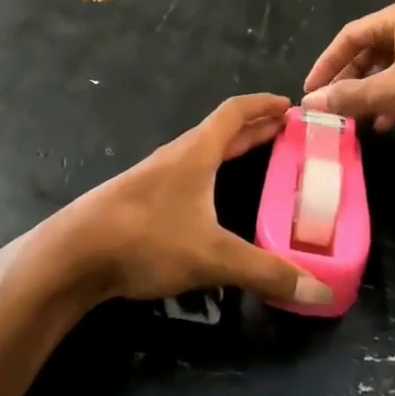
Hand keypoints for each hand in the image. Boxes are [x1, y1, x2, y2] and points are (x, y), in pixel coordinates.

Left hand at [53, 94, 332, 306]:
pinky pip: (189, 175)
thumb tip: (319, 291)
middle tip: (287, 132)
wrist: (75, 253)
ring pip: (203, 154)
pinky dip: (212, 175)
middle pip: (222, 131)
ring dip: (232, 151)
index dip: (263, 104)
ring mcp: (157, 177)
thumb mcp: (213, 256)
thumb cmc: (147, 237)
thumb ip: (266, 272)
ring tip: (258, 161)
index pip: (235, 112)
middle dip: (255, 128)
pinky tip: (213, 200)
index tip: (289, 104)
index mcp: (197, 152)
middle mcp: (178, 156)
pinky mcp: (142, 200)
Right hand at [300, 0, 394, 142]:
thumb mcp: (392, 93)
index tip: (309, 89)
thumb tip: (309, 101)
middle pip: (367, 50)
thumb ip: (349, 96)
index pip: (349, 35)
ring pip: (386, 68)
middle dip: (348, 80)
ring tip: (353, 117)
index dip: (326, 64)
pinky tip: (383, 123)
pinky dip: (390, 98)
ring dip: (368, 92)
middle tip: (329, 105)